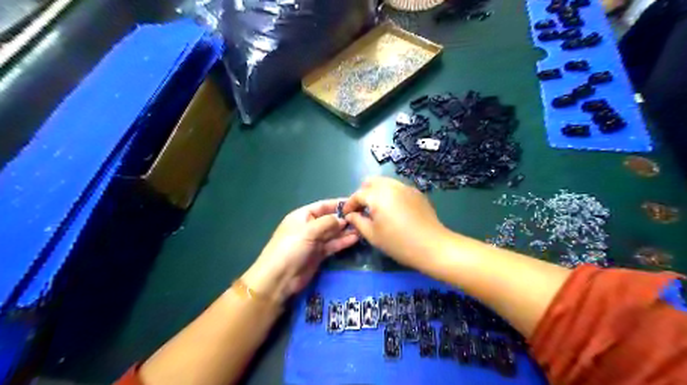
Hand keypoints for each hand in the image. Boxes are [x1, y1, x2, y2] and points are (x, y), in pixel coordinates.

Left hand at [241, 198, 360, 302]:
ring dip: (346, 231)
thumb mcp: (308, 231)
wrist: (279, 278)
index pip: (322, 206)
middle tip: (362, 217)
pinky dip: (343, 242)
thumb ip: (327, 223)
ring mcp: (314, 241)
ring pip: (333, 233)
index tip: (354, 203)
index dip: (337, 204)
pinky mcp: (319, 254)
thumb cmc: (291, 248)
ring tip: (362, 228)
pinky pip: (333, 245)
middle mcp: (309, 227)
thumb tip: (342, 219)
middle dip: (344, 218)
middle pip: (329, 219)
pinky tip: (355, 238)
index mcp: (302, 216)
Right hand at [344, 176, 451, 268]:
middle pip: (371, 182)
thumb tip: (350, 215)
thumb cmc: (399, 243)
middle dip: (363, 193)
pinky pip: (398, 188)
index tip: (346, 214)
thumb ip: (358, 221)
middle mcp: (391, 186)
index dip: (349, 204)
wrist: (433, 246)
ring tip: (377, 209)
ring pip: (385, 182)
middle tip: (362, 209)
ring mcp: (406, 187)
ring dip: (376, 192)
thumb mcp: (373, 235)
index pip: (358, 194)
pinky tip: (393, 210)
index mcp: (378, 195)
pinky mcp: (417, 192)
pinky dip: (390, 194)